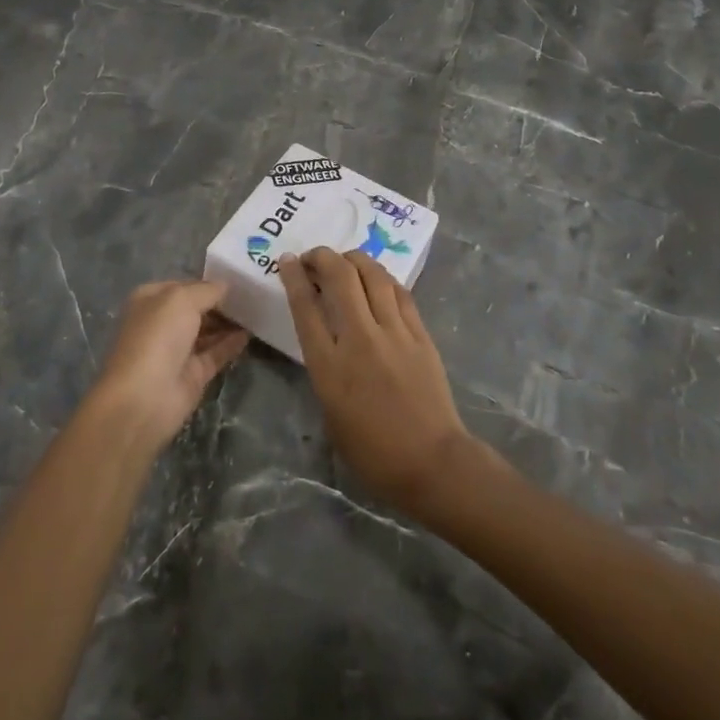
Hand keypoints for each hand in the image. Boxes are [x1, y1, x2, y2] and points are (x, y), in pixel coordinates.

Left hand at [88, 279, 248, 450]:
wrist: (144, 398)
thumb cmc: (157, 337)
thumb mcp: (182, 299)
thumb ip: (207, 290)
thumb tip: (225, 286)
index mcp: (150, 300)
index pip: (183, 285)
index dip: (207, 282)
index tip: (236, 279)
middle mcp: (162, 323)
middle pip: (196, 309)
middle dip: (220, 303)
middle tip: (251, 295)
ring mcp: (177, 351)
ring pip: (207, 332)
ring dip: (228, 323)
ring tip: (255, 311)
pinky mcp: (192, 375)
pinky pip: (215, 354)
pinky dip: (231, 344)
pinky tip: (249, 334)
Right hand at [280, 247, 474, 514]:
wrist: (431, 462)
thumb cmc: (372, 451)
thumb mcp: (330, 411)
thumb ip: (324, 367)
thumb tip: (326, 337)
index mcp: (330, 365)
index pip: (305, 306)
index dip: (294, 276)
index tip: (288, 260)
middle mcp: (360, 339)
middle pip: (339, 277)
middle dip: (322, 257)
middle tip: (314, 258)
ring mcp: (394, 333)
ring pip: (372, 275)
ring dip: (354, 259)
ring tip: (345, 261)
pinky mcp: (420, 334)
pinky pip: (399, 292)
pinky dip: (382, 278)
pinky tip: (377, 279)